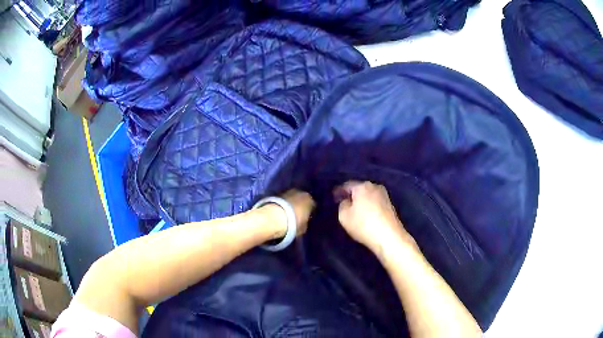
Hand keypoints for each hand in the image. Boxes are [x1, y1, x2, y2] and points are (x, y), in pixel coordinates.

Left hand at [262, 190, 314, 238]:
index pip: (312, 206)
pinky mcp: (275, 193)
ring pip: (291, 198)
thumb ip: (305, 223)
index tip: (305, 219)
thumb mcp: (303, 228)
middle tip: (296, 216)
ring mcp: (287, 191)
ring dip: (289, 204)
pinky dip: (281, 204)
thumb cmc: (293, 224)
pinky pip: (282, 200)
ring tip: (286, 214)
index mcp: (310, 200)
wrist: (273, 218)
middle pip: (301, 199)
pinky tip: (279, 212)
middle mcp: (300, 192)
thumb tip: (303, 222)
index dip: (309, 213)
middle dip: (299, 206)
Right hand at [334, 181, 415, 253]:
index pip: (347, 185)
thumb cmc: (364, 225)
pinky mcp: (390, 205)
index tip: (334, 197)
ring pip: (368, 195)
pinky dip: (369, 206)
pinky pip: (375, 202)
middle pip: (359, 189)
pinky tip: (366, 214)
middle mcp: (374, 186)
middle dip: (352, 195)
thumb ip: (342, 205)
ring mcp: (385, 195)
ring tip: (355, 210)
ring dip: (361, 201)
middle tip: (344, 203)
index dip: (339, 191)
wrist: (389, 236)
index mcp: (362, 186)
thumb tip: (347, 201)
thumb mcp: (344, 216)